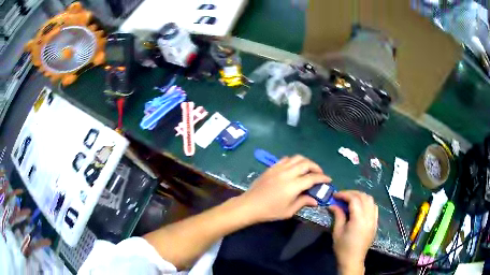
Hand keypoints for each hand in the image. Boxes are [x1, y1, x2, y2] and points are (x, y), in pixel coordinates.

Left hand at [238, 155, 330, 222]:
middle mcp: (287, 173)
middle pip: (306, 163)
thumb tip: (315, 200)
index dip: (323, 178)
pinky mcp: (272, 167)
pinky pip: (286, 159)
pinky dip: (294, 161)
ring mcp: (278, 168)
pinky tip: (295, 168)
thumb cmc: (270, 211)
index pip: (312, 178)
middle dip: (316, 167)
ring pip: (297, 158)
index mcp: (293, 185)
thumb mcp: (289, 211)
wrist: (249, 205)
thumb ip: (303, 202)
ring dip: (306, 162)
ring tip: (309, 169)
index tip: (329, 180)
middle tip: (320, 174)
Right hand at [329, 191, 377, 274]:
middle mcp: (369, 216)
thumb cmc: (343, 247)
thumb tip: (333, 204)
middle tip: (342, 196)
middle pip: (363, 197)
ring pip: (370, 200)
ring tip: (351, 200)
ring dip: (360, 196)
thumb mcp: (337, 231)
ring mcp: (374, 219)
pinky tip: (360, 207)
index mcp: (359, 219)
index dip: (344, 194)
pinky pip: (374, 207)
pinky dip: (367, 202)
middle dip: (352, 193)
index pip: (354, 199)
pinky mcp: (375, 222)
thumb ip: (338, 215)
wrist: (353, 259)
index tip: (335, 195)